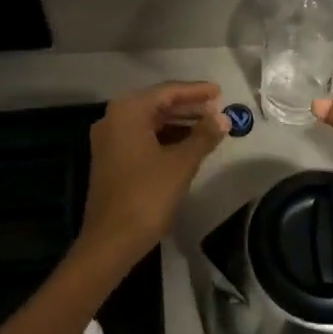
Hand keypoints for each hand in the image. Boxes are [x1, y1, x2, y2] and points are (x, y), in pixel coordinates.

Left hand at [79, 82, 227, 268]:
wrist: (110, 241)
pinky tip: (186, 146)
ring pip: (150, 122)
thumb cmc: (146, 196)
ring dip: (178, 123)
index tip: (220, 92)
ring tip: (207, 128)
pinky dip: (165, 138)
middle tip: (217, 110)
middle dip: (188, 107)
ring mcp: (109, 140)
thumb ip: (203, 136)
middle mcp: (113, 118)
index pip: (167, 92)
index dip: (196, 91)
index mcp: (128, 111)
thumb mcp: (181, 164)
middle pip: (157, 104)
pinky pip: (142, 138)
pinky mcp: (110, 159)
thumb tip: (223, 118)